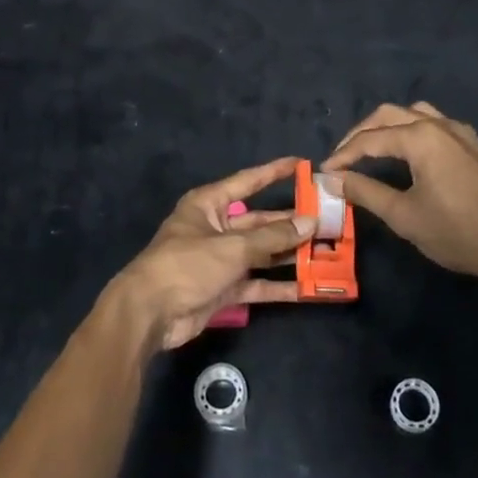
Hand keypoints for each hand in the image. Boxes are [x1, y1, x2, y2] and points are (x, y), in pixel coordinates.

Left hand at [108, 156, 309, 350]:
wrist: (150, 312)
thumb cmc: (187, 265)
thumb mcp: (232, 247)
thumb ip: (272, 237)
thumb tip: (309, 222)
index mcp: (209, 205)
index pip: (248, 181)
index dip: (275, 172)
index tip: (303, 164)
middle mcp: (216, 227)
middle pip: (259, 221)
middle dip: (290, 222)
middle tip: (326, 220)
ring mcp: (221, 259)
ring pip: (262, 253)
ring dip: (290, 254)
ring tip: (326, 252)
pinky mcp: (224, 288)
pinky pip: (257, 282)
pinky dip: (278, 286)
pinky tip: (307, 288)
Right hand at [323, 102, 477, 290]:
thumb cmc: (457, 232)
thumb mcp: (403, 215)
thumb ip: (365, 191)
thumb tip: (332, 179)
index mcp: (420, 138)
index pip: (369, 139)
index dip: (343, 156)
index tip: (323, 173)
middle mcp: (439, 125)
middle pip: (389, 115)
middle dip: (361, 134)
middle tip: (342, 159)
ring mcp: (460, 133)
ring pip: (414, 113)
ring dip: (387, 126)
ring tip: (371, 149)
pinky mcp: (474, 146)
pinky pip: (434, 124)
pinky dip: (412, 130)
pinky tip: (409, 153)